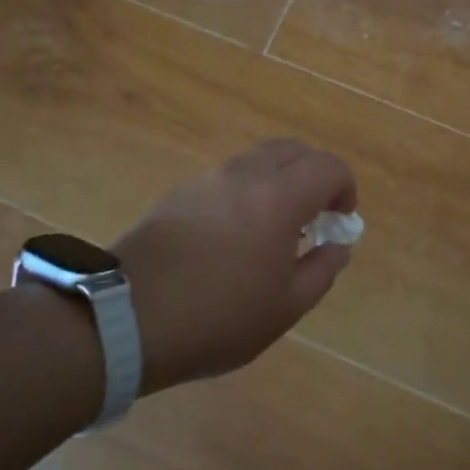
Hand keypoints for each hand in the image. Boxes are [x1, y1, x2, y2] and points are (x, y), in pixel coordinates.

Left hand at [115, 140, 357, 391]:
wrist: (125, 319)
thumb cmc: (218, 317)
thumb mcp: (285, 307)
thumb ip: (322, 270)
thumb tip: (338, 246)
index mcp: (278, 197)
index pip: (328, 167)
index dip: (345, 188)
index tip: (340, 220)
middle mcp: (244, 175)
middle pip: (292, 151)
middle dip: (314, 174)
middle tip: (315, 214)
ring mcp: (206, 180)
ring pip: (256, 160)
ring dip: (278, 180)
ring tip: (274, 227)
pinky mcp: (178, 193)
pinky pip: (226, 178)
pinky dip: (246, 191)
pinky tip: (236, 234)